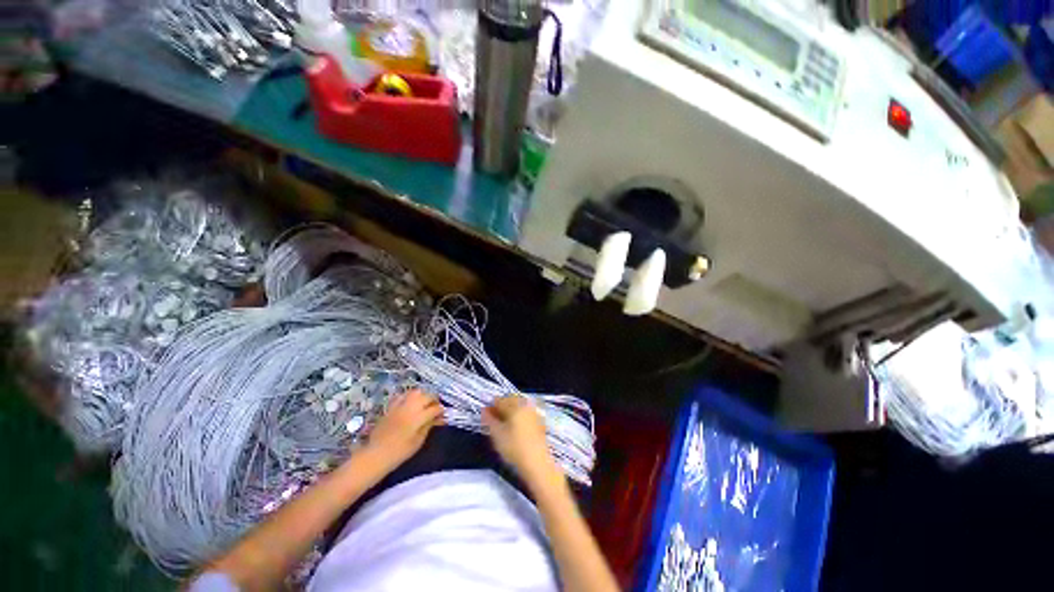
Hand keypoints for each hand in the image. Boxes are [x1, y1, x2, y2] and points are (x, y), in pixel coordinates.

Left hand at [365, 390, 443, 469]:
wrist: (377, 454)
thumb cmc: (400, 451)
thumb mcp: (419, 441)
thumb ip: (429, 426)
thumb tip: (439, 418)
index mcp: (419, 417)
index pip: (435, 408)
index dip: (441, 411)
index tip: (443, 415)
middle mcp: (411, 407)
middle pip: (427, 396)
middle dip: (434, 400)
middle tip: (435, 407)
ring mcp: (400, 405)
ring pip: (416, 392)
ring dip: (423, 395)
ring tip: (424, 403)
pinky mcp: (391, 406)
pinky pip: (402, 395)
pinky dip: (409, 396)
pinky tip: (410, 403)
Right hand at [483, 395, 562, 490]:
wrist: (537, 463)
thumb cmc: (514, 448)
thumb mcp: (497, 435)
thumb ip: (489, 420)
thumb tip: (484, 410)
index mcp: (515, 405)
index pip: (500, 400)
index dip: (490, 406)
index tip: (485, 414)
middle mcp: (526, 405)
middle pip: (511, 399)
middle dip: (501, 406)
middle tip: (493, 418)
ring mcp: (534, 412)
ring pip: (519, 405)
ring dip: (510, 410)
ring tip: (503, 423)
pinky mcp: (539, 421)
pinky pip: (526, 412)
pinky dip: (519, 415)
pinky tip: (514, 426)